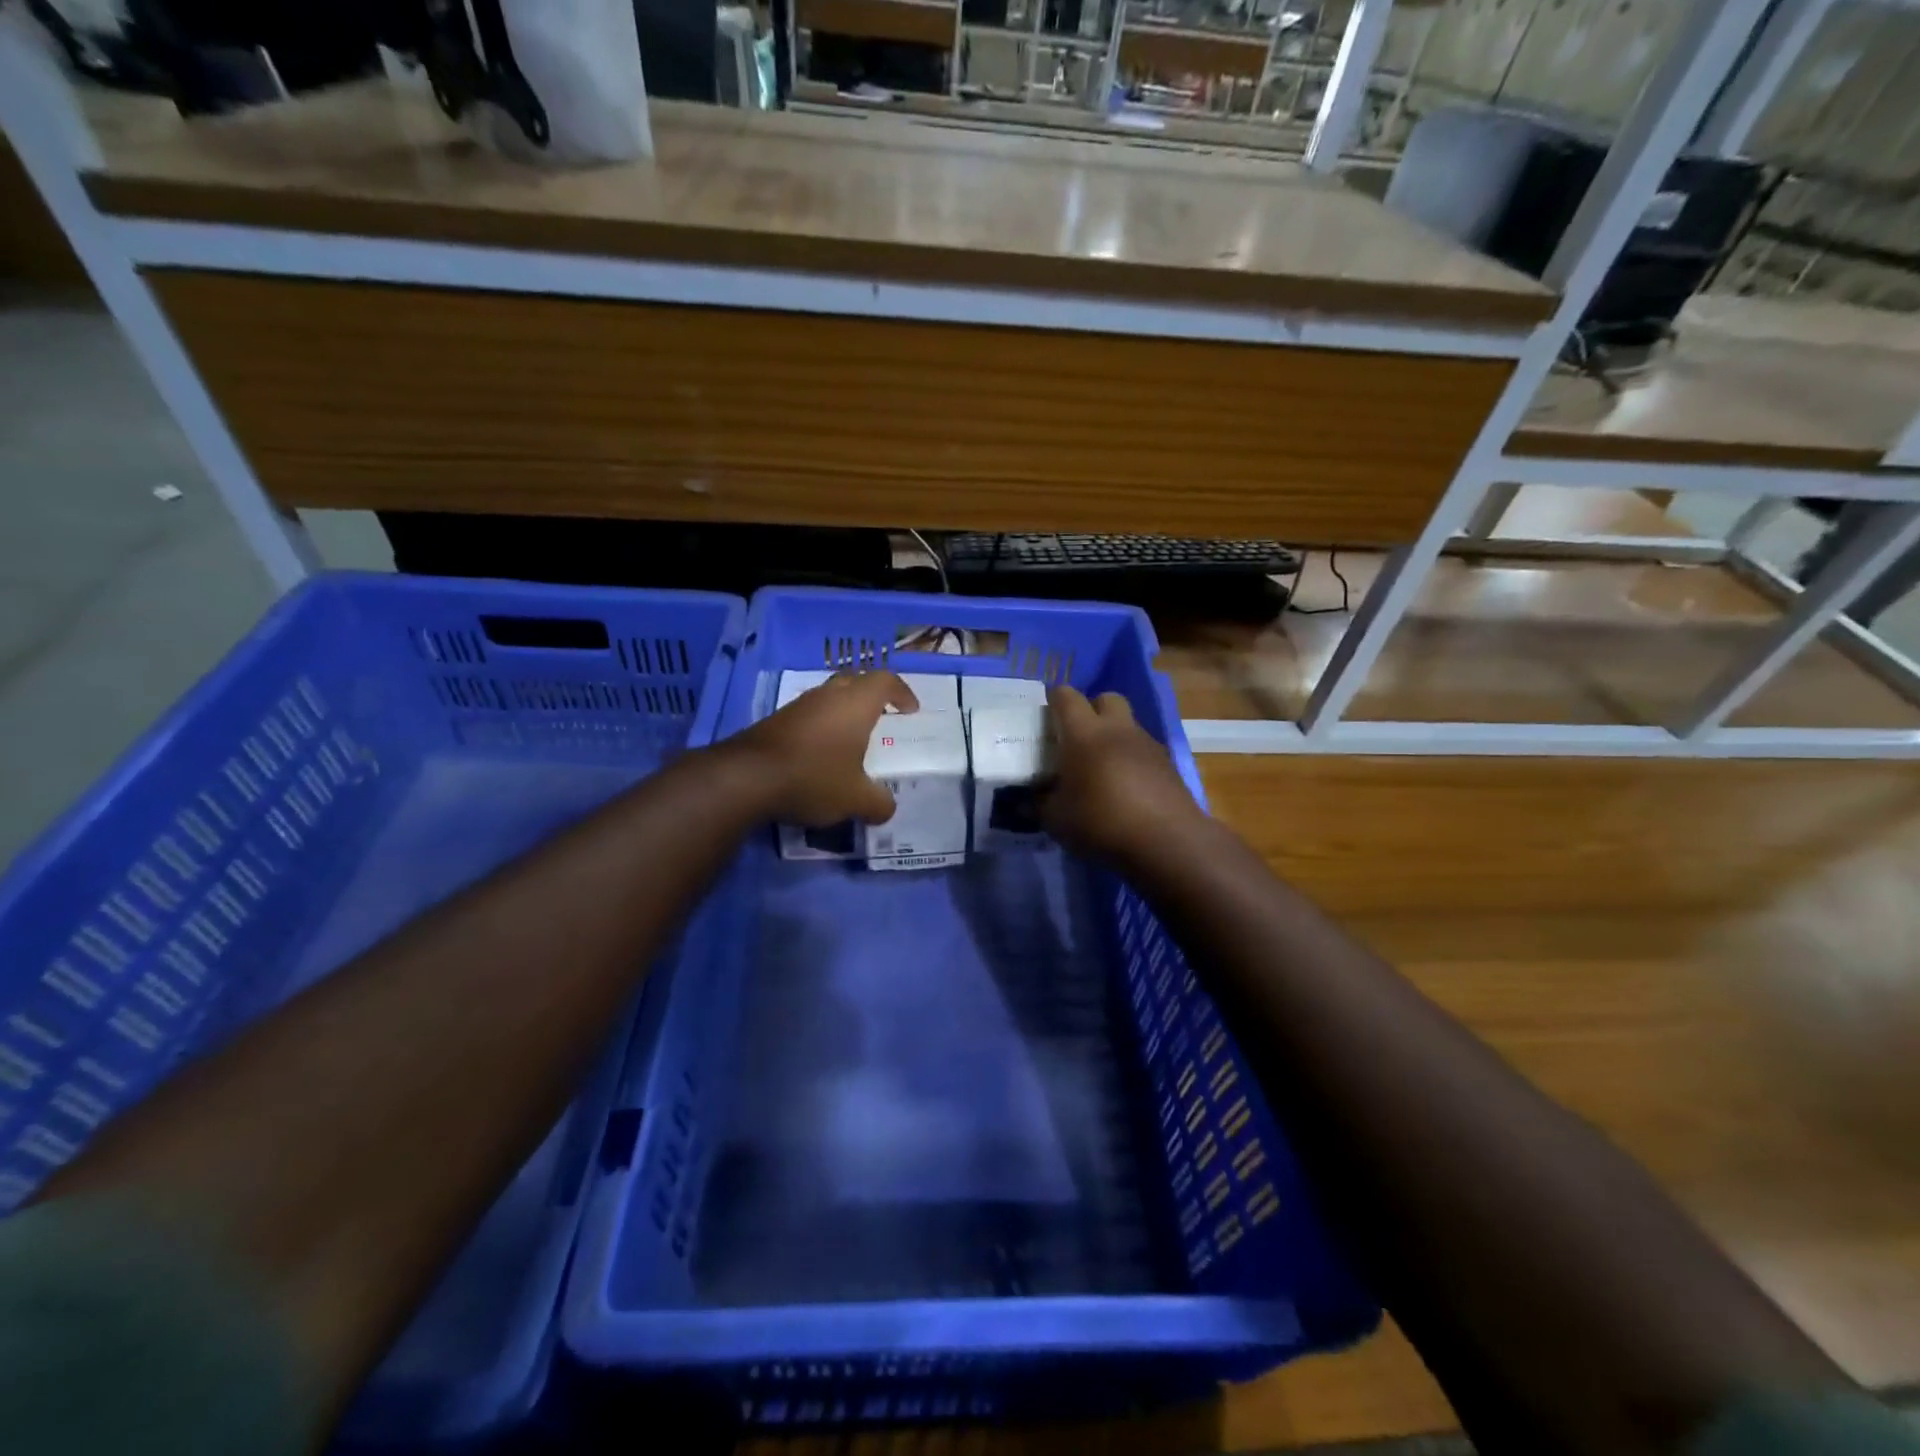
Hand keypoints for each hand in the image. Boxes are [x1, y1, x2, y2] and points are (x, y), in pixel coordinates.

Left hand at [725, 670, 918, 824]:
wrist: (747, 778)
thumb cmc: (814, 777)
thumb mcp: (855, 799)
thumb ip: (878, 803)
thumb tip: (887, 808)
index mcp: (855, 704)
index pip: (885, 681)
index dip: (902, 692)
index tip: (910, 710)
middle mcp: (828, 696)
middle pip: (856, 681)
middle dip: (872, 696)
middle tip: (883, 717)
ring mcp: (799, 706)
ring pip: (829, 697)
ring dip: (844, 711)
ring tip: (852, 740)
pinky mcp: (776, 721)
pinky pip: (809, 714)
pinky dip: (822, 727)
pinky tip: (821, 754)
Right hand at [1040, 685, 1200, 863]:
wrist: (1166, 841)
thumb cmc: (1101, 822)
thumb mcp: (1057, 820)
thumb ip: (1040, 804)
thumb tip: (1029, 800)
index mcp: (1084, 734)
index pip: (1066, 697)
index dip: (1055, 699)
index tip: (1046, 712)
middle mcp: (1117, 729)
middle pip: (1106, 698)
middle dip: (1092, 708)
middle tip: (1079, 735)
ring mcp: (1147, 744)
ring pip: (1129, 724)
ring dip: (1115, 735)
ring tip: (1103, 766)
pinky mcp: (1168, 764)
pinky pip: (1145, 750)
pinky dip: (1133, 759)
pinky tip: (1127, 787)